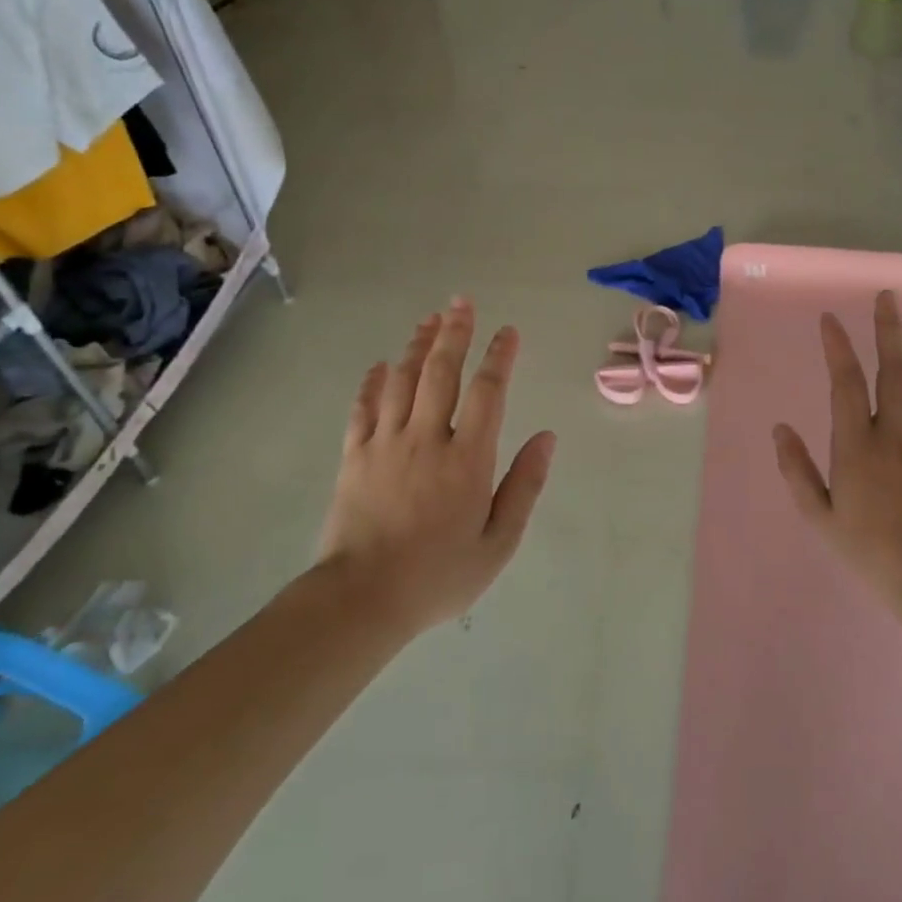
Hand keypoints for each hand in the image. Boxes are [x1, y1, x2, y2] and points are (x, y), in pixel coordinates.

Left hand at [313, 298, 555, 634]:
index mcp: (468, 459)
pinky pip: (363, 408)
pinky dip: (373, 382)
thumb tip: (547, 438)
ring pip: (402, 381)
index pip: (488, 392)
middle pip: (441, 372)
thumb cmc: (439, 575)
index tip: (508, 331)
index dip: (499, 357)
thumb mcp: (499, 542)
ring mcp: (386, 444)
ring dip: (417, 346)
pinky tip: (380, 365)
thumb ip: (525, 486)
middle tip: (461, 302)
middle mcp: (427, 439)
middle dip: (454, 333)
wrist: (363, 599)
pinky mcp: (354, 457)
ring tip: (429, 320)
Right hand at [773, 290, 901, 603]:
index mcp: (857, 446)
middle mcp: (895, 432)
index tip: (830, 320)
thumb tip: (779, 430)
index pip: (846, 382)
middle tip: (885, 297)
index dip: (838, 347)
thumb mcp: (819, 516)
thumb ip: (797, 470)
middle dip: (888, 327)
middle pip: (894, 368)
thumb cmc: (869, 550)